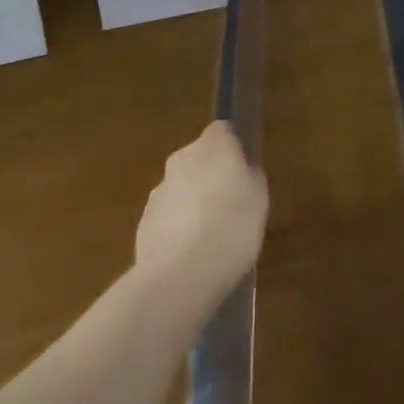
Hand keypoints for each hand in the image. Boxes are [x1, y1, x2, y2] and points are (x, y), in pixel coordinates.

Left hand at [135, 122, 267, 300]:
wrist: (182, 272)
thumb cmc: (233, 226)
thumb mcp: (259, 200)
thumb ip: (250, 178)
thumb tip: (242, 171)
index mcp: (213, 146)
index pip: (222, 131)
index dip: (232, 148)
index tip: (242, 171)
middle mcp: (182, 158)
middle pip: (198, 158)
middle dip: (210, 176)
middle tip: (230, 205)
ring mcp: (159, 188)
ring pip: (181, 187)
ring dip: (192, 201)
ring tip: (210, 235)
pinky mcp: (145, 219)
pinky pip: (167, 215)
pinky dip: (177, 226)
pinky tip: (191, 253)